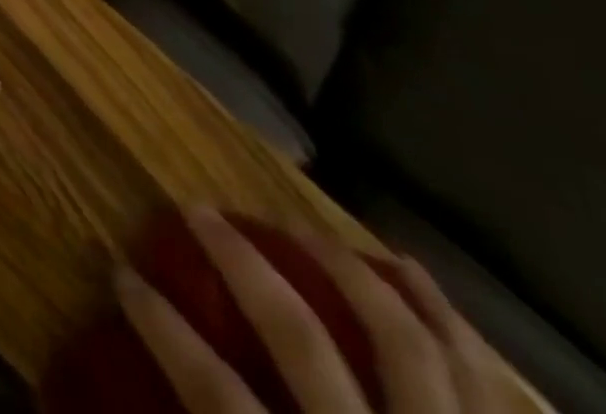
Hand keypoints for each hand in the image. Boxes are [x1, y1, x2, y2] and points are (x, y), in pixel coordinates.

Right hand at [117, 209, 507, 413]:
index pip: (217, 396)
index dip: (161, 327)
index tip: (121, 273)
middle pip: (300, 339)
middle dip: (241, 264)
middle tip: (198, 210)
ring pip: (401, 343)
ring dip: (342, 271)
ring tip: (299, 226)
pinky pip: (484, 384)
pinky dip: (445, 319)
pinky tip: (411, 273)